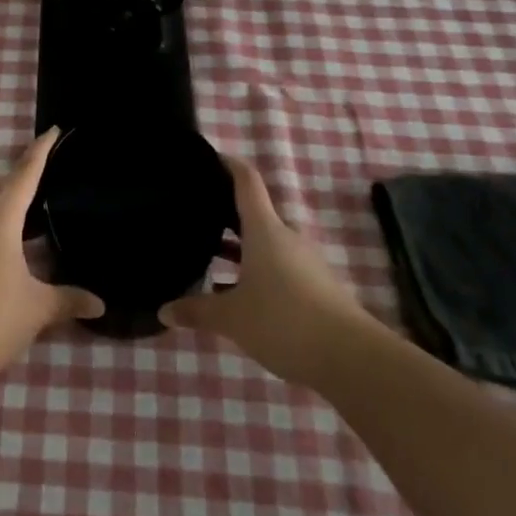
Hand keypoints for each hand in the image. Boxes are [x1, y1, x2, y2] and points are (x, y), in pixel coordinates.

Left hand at [0, 128, 104, 387]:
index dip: (39, 151)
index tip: (52, 130)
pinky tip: (9, 242)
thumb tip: (100, 304)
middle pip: (1, 187)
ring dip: (6, 201)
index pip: (23, 175)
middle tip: (47, 167)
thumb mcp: (38, 308)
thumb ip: (69, 299)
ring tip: (31, 205)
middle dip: (22, 175)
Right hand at [159, 155, 372, 387]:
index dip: (228, 164)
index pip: (247, 182)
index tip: (209, 157)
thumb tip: (163, 310)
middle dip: (225, 214)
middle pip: (254, 214)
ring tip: (207, 256)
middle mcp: (286, 238)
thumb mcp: (231, 318)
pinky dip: (255, 272)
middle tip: (194, 216)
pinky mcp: (315, 288)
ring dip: (238, 248)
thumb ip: (196, 311)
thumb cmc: (284, 321)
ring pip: (265, 244)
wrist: (351, 359)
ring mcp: (304, 263)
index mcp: (265, 230)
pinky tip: (236, 294)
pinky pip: (278, 268)